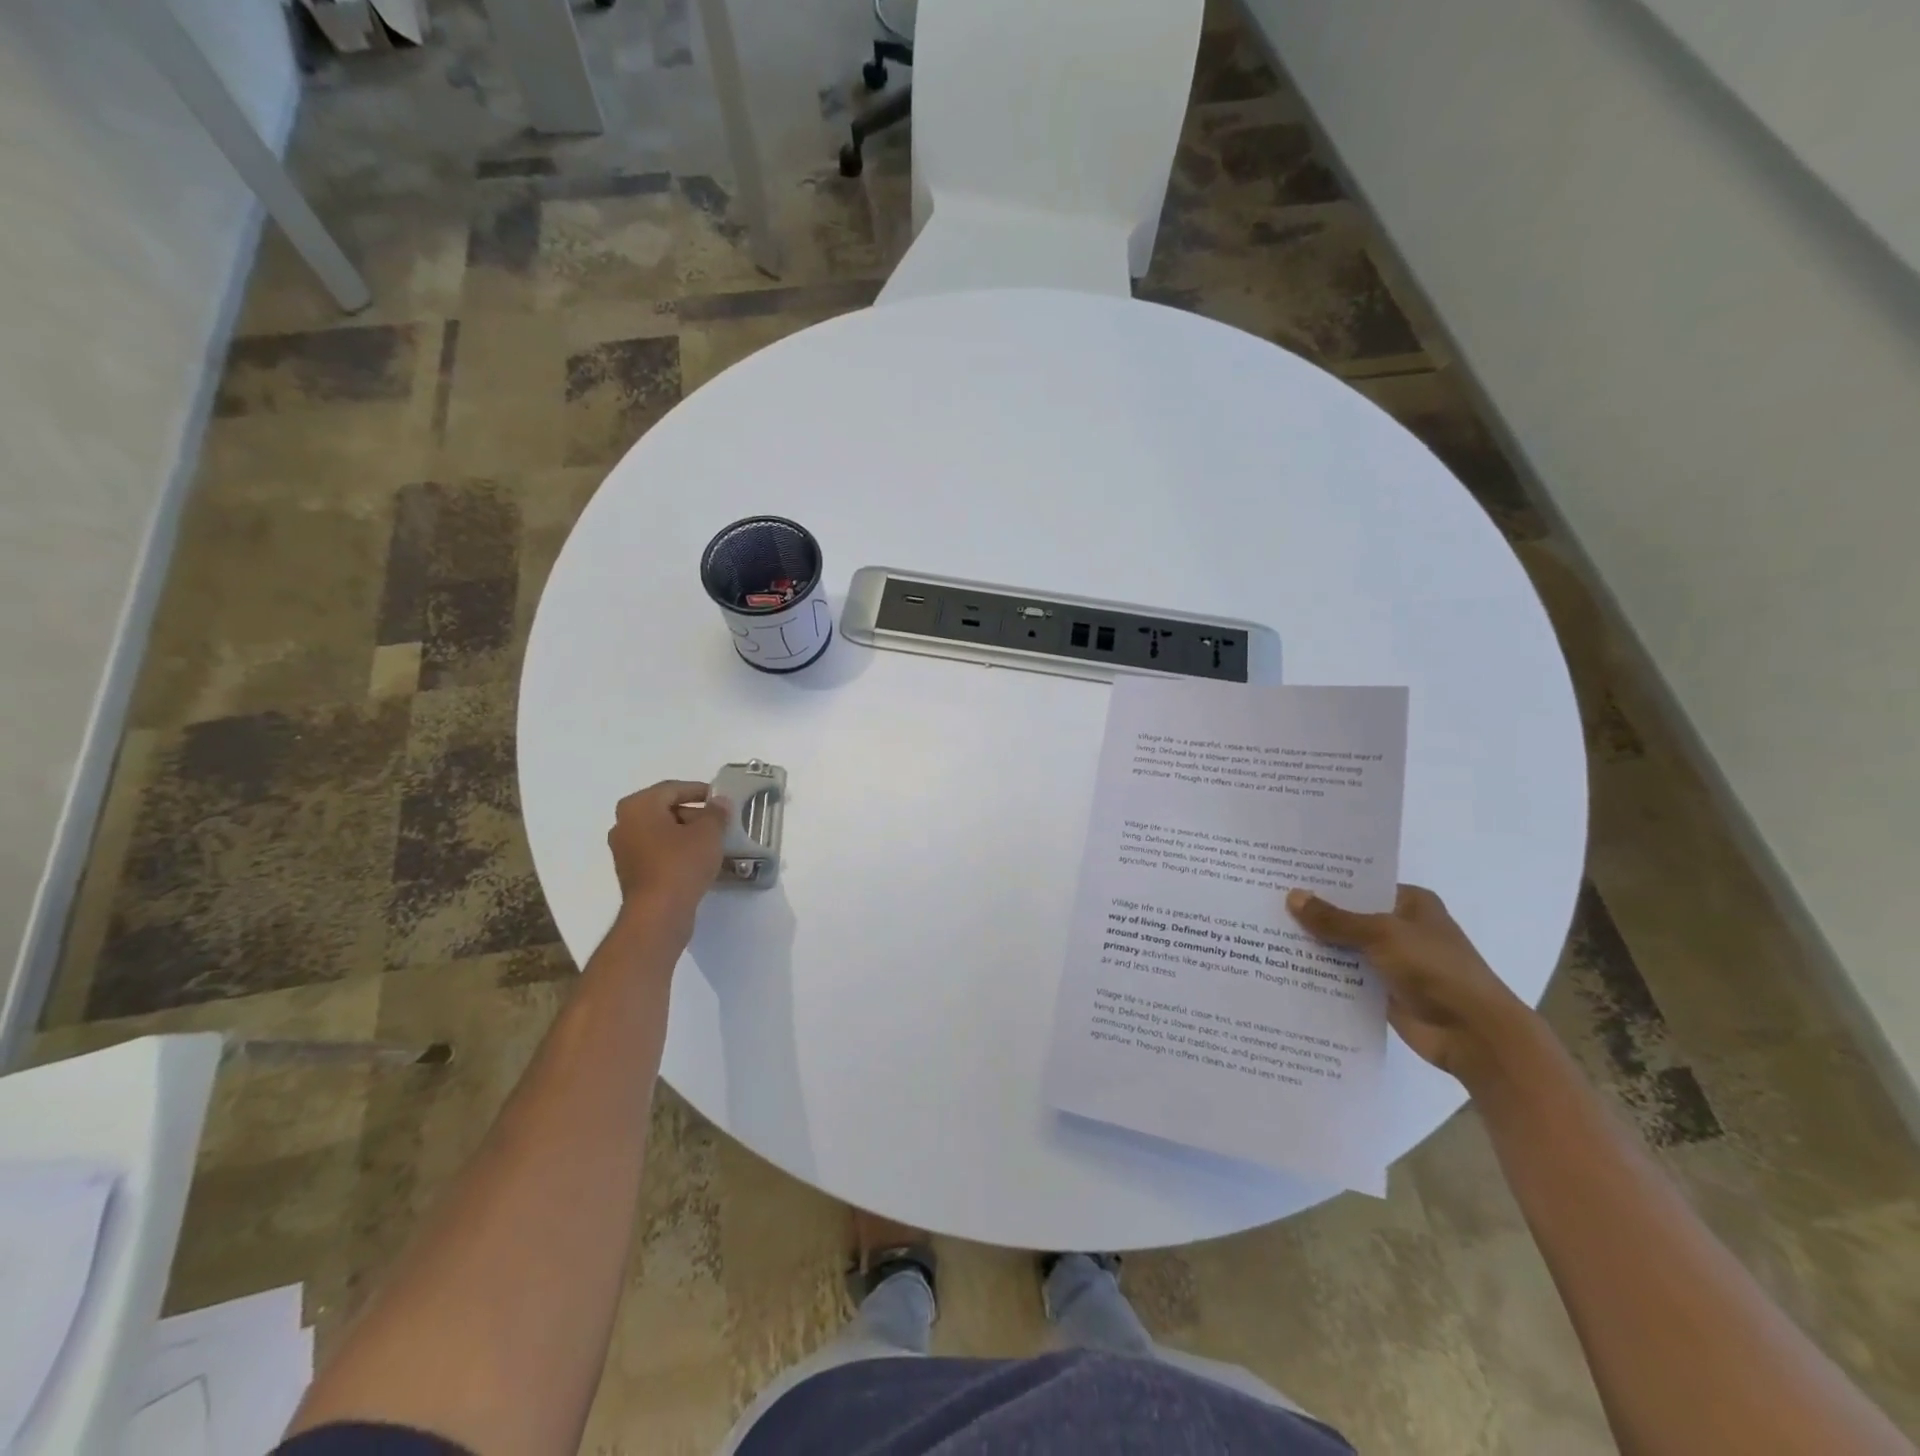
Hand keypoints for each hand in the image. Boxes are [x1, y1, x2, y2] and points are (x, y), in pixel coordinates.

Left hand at [607, 780, 729, 930]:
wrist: (658, 913)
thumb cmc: (681, 863)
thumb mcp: (709, 832)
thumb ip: (716, 812)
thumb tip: (719, 803)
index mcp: (638, 806)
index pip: (673, 789)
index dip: (699, 791)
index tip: (721, 798)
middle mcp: (624, 824)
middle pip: (664, 810)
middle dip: (694, 814)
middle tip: (720, 821)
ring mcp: (625, 850)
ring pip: (661, 832)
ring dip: (686, 834)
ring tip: (713, 842)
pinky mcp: (632, 873)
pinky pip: (658, 852)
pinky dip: (676, 851)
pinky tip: (699, 860)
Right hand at [1287, 884, 1534, 1084]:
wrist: (1474, 1034)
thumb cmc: (1435, 969)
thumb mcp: (1381, 934)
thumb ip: (1335, 919)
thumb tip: (1292, 897)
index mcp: (1410, 903)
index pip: (1360, 884)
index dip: (1326, 881)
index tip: (1285, 875)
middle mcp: (1401, 928)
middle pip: (1349, 915)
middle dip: (1314, 914)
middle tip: (1267, 903)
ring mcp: (1393, 961)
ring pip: (1344, 947)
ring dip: (1315, 946)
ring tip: (1266, 934)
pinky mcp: (1384, 991)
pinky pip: (1346, 977)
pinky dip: (1323, 974)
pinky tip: (1286, 968)